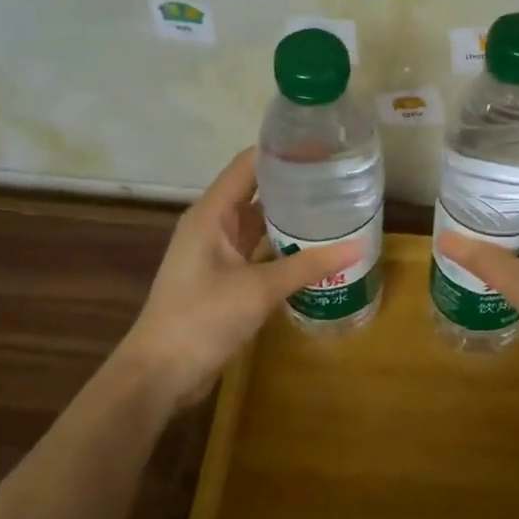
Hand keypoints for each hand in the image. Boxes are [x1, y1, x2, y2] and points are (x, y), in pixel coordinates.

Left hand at [119, 148, 354, 408]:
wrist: (161, 373)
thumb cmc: (202, 319)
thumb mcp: (258, 289)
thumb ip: (307, 265)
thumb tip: (358, 247)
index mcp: (211, 214)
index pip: (248, 166)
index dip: (282, 151)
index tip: (323, 146)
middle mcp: (213, 226)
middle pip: (256, 192)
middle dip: (294, 184)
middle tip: (340, 179)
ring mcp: (217, 254)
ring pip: (259, 225)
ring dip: (290, 218)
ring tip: (335, 209)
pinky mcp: (224, 279)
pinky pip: (258, 252)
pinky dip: (283, 248)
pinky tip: (315, 251)